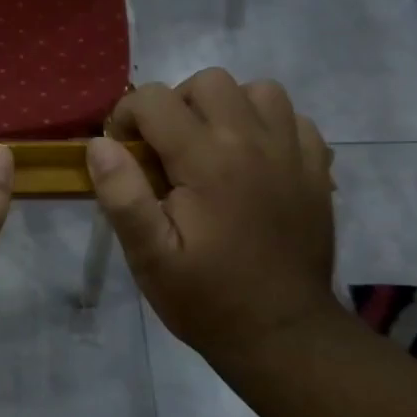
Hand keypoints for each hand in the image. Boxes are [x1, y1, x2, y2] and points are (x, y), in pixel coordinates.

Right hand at [86, 70, 337, 361]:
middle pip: (209, 82)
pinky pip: (293, 118)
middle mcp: (253, 142)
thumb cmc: (206, 298)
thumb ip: (122, 195)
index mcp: (207, 160)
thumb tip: (100, 144)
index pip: (155, 99)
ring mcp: (292, 153)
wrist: (284, 335)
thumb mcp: (149, 256)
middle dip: (175, 104)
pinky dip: (268, 125)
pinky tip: (252, 161)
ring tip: (211, 147)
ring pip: (258, 90)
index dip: (126, 115)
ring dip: (227, 108)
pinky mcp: (316, 169)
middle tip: (165, 149)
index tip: (122, 150)